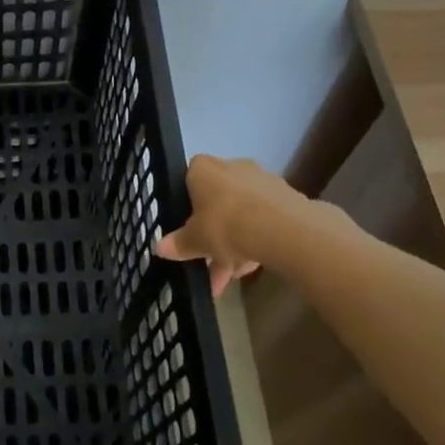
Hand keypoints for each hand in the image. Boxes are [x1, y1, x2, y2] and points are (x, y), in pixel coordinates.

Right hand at [155, 154, 312, 296]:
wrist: (282, 229)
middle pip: (217, 200)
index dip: (188, 204)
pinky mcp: (285, 198)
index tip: (189, 227)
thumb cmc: (225, 224)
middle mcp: (232, 167)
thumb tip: (159, 248)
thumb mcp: (194, 240)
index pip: (190, 178)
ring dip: (235, 244)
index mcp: (203, 169)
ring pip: (241, 214)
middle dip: (214, 234)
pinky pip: (263, 220)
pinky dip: (256, 242)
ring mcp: (261, 181)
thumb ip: (178, 244)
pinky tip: (253, 268)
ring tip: (232, 278)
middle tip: (210, 263)